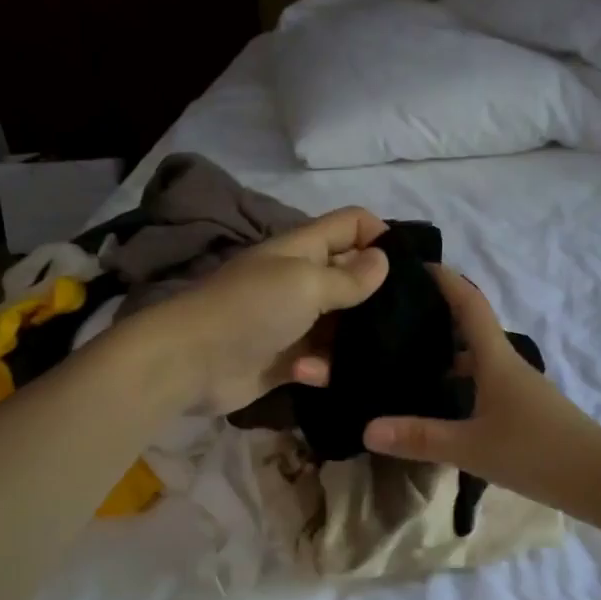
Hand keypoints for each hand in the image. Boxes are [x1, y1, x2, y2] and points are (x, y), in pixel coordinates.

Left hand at [152, 207, 390, 414]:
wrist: (190, 362)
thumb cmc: (250, 310)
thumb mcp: (305, 283)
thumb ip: (348, 277)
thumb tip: (383, 261)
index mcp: (303, 249)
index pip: (351, 224)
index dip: (381, 236)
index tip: (409, 268)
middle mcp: (301, 280)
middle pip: (352, 277)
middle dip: (378, 296)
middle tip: (408, 319)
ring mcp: (294, 321)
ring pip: (341, 325)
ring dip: (352, 340)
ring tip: (367, 354)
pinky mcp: (287, 360)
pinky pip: (321, 360)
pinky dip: (323, 368)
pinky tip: (313, 375)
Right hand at [363, 265, 600, 515]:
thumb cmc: (537, 453)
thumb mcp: (471, 447)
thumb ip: (419, 437)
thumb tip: (366, 428)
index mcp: (496, 359)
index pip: (469, 304)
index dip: (445, 279)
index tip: (414, 263)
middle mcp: (507, 365)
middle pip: (470, 328)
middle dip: (435, 316)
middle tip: (393, 317)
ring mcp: (518, 389)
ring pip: (476, 359)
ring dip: (446, 352)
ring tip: (406, 359)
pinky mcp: (523, 411)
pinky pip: (483, 383)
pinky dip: (459, 381)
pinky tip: (440, 402)